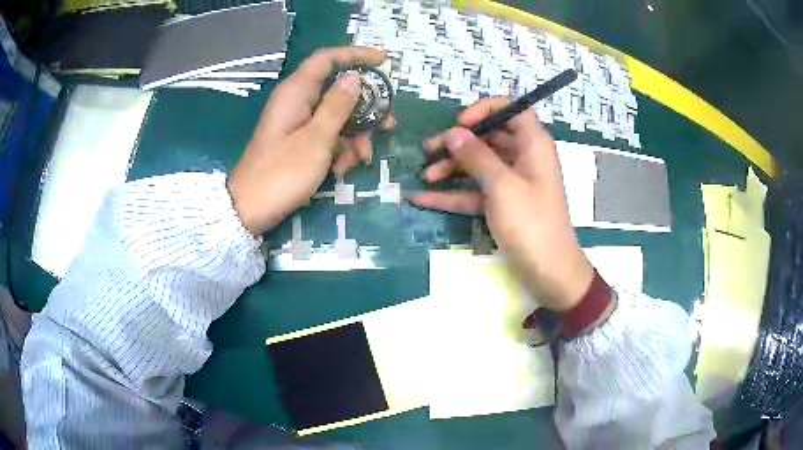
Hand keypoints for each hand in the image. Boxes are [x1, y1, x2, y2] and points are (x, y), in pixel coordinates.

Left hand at [228, 47, 394, 235]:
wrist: (250, 210)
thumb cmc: (282, 173)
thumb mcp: (316, 139)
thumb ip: (338, 106)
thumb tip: (354, 77)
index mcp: (296, 91)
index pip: (328, 58)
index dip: (357, 55)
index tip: (385, 61)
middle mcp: (297, 101)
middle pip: (338, 90)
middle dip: (365, 108)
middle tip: (388, 124)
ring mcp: (297, 122)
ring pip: (337, 116)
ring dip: (354, 136)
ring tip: (359, 159)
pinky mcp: (298, 141)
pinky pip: (326, 135)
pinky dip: (339, 150)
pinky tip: (340, 170)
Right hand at [408, 98, 593, 311]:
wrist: (548, 272)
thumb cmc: (531, 223)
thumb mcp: (502, 186)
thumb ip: (476, 156)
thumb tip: (453, 132)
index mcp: (532, 145)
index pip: (512, 110)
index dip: (486, 110)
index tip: (460, 124)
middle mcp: (523, 158)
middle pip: (489, 138)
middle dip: (458, 143)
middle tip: (429, 149)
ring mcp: (512, 183)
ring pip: (479, 166)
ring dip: (451, 169)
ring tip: (424, 176)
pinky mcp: (502, 205)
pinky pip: (475, 192)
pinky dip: (453, 195)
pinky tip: (421, 199)